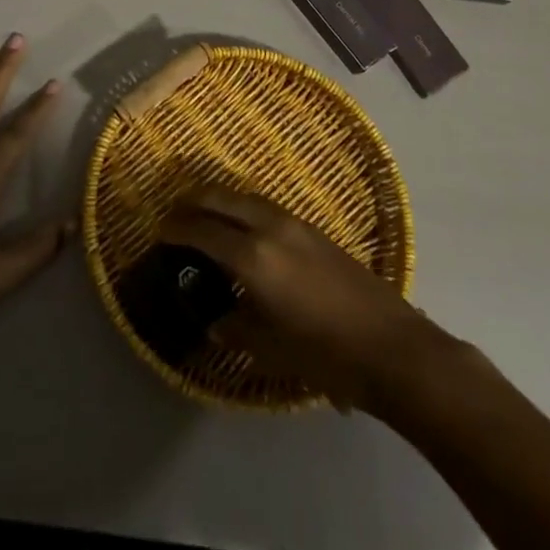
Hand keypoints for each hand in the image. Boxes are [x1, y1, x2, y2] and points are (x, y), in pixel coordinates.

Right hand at [159, 185, 448, 411]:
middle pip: (219, 197)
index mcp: (251, 257)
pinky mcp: (312, 228)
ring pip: (243, 196)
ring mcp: (293, 223)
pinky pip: (264, 206)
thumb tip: (214, 321)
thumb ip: (235, 328)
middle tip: (174, 214)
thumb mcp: (270, 349)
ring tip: (204, 217)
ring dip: (219, 200)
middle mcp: (268, 227)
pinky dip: (242, 208)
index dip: (176, 229)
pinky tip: (243, 230)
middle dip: (192, 201)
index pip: (201, 231)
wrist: (390, 346)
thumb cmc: (325, 353)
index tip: (159, 232)